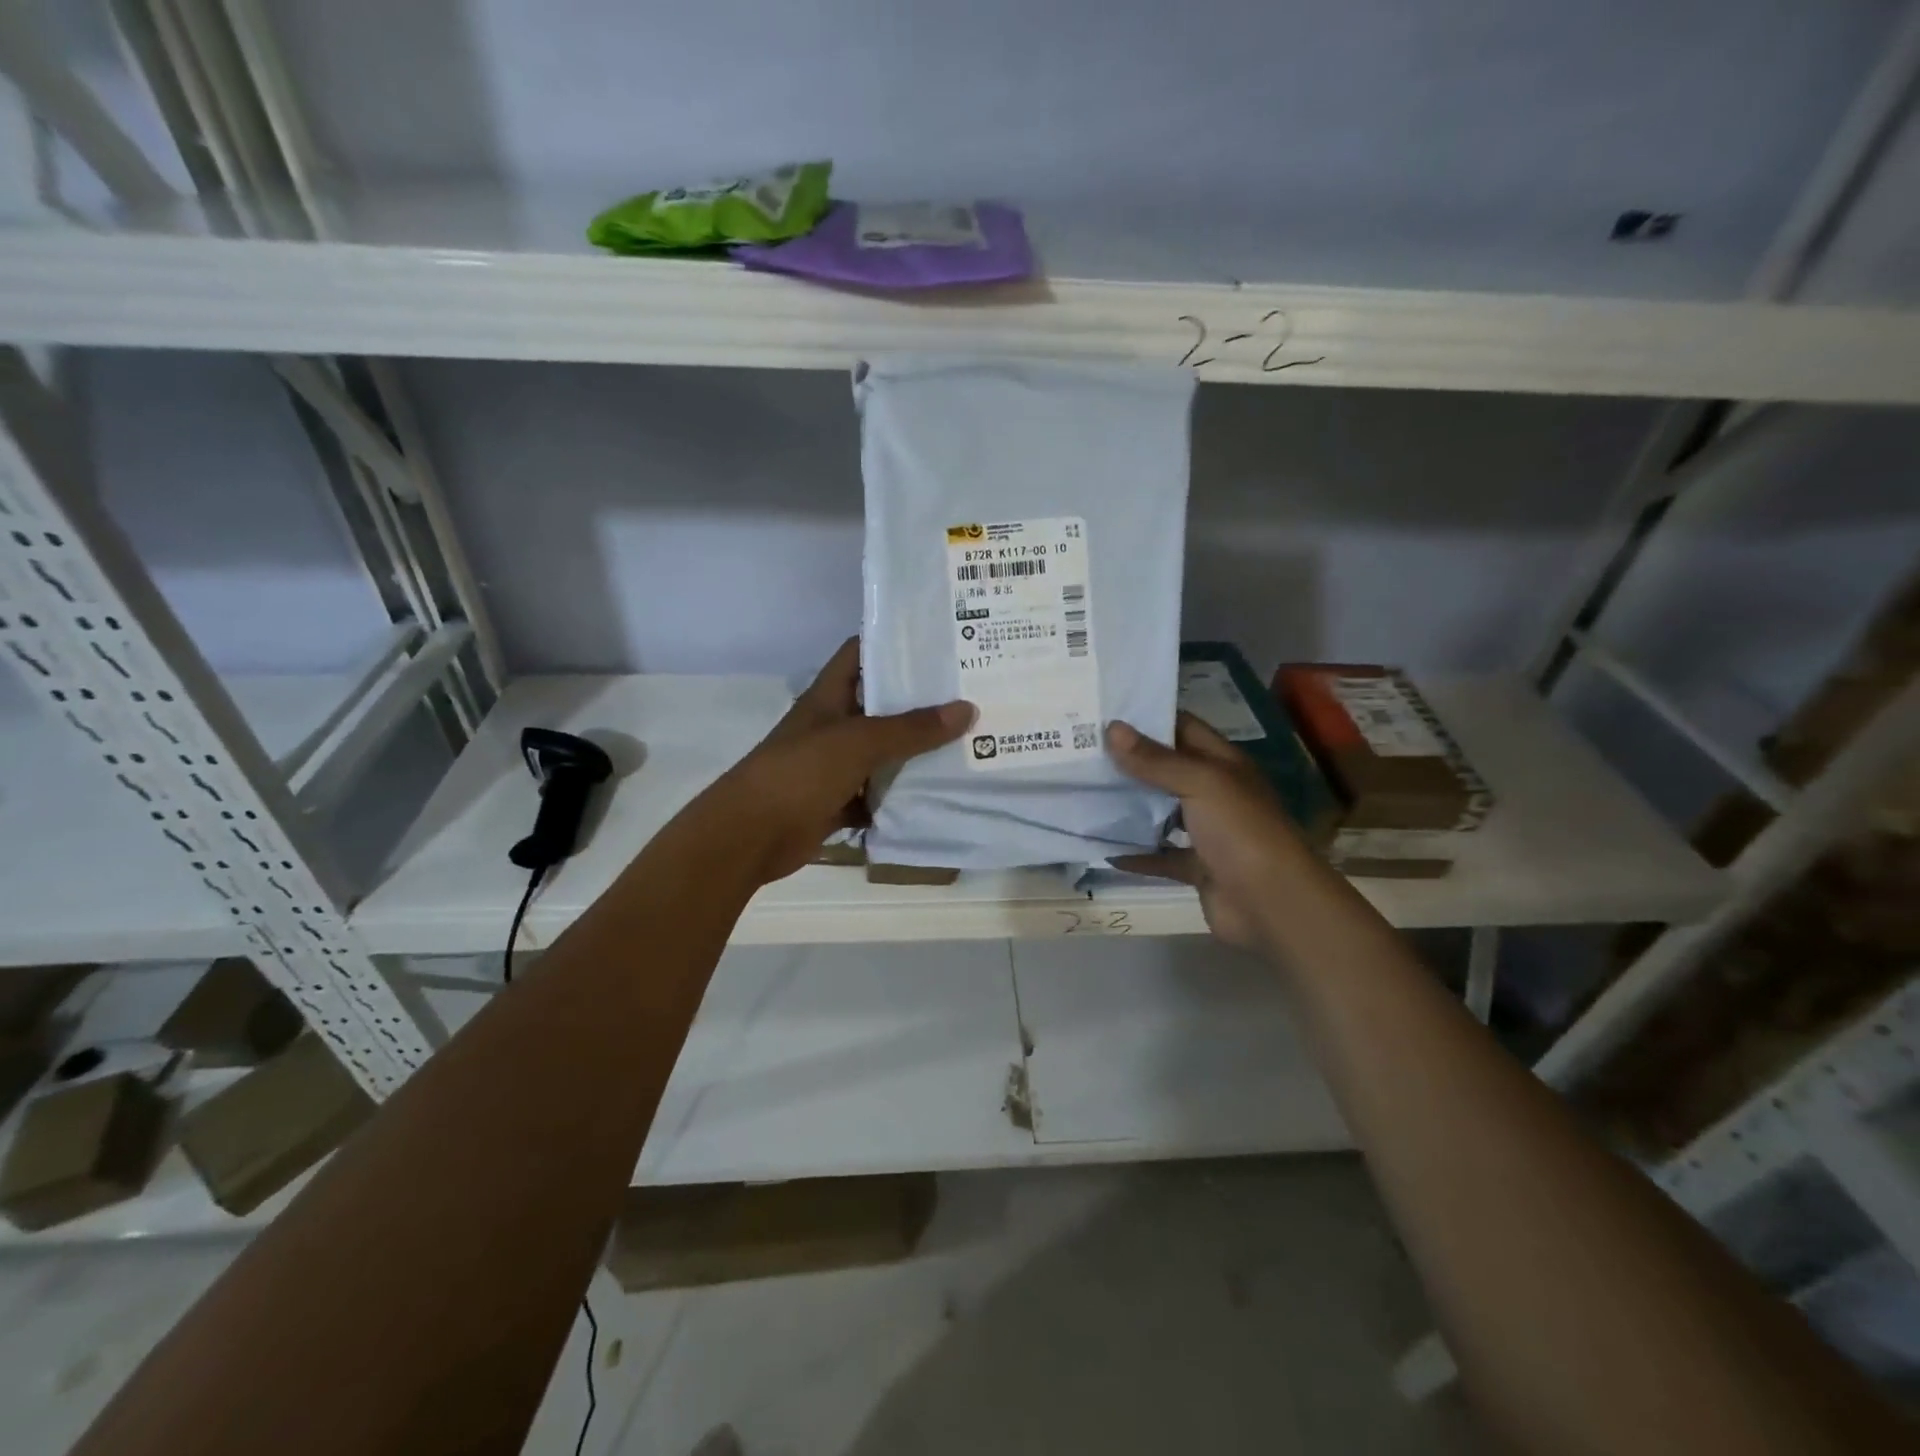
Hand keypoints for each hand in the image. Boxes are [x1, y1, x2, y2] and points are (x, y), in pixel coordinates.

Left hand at [708, 637, 972, 885]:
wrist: (750, 836)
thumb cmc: (800, 774)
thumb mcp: (858, 742)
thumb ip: (911, 729)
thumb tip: (966, 709)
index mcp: (829, 697)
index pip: (860, 653)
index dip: (894, 644)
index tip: (938, 642)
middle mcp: (832, 726)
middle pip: (880, 705)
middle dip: (919, 702)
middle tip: (970, 694)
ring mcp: (834, 766)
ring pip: (882, 753)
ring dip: (915, 752)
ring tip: (967, 741)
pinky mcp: (838, 802)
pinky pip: (877, 795)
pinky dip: (901, 797)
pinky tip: (938, 793)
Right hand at [1106, 713, 1310, 949]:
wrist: (1273, 905)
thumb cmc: (1241, 831)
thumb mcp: (1201, 783)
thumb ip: (1156, 760)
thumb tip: (1112, 728)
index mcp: (1223, 764)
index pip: (1183, 728)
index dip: (1148, 718)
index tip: (1103, 711)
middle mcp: (1215, 793)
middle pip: (1167, 770)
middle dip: (1129, 761)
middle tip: (1081, 750)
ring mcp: (1207, 832)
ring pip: (1161, 812)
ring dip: (1129, 805)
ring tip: (1083, 791)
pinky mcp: (1196, 867)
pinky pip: (1160, 856)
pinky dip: (1135, 853)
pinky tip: (1102, 846)